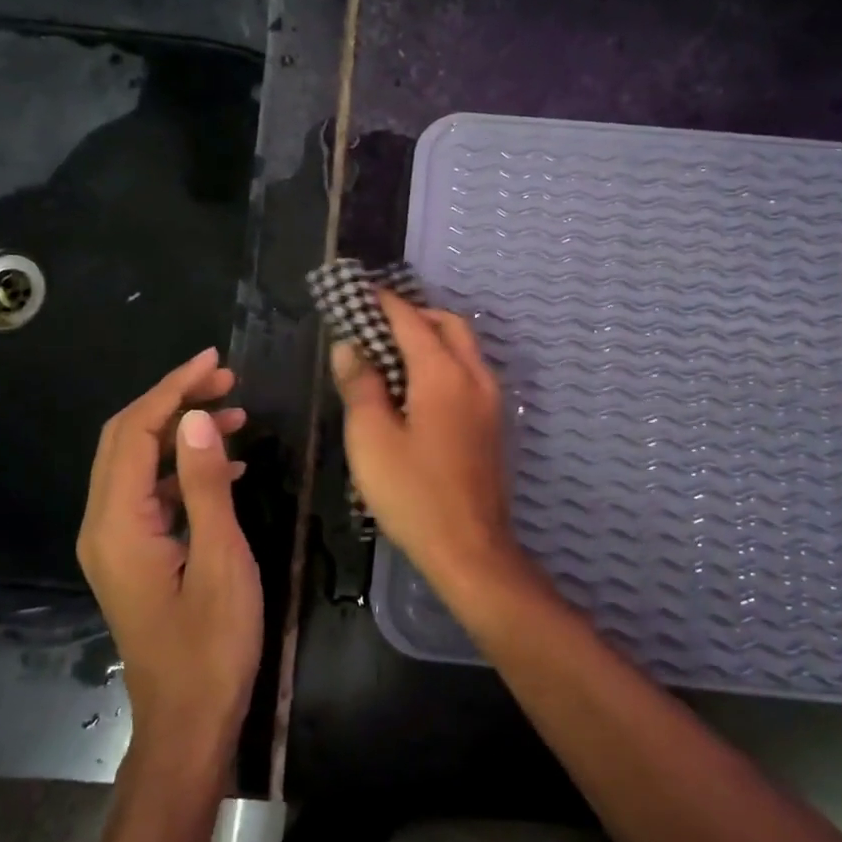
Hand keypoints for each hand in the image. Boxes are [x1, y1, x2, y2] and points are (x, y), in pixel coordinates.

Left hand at [77, 348, 261, 774]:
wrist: (188, 722)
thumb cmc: (211, 645)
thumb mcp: (220, 559)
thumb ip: (205, 486)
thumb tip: (195, 418)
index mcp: (118, 524)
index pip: (136, 431)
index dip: (173, 388)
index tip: (215, 361)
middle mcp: (103, 525)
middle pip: (128, 439)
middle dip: (174, 401)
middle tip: (228, 381)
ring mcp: (116, 541)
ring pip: (139, 462)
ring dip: (181, 431)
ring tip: (236, 415)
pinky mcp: (133, 554)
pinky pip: (151, 491)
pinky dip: (184, 467)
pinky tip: (228, 466)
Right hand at [331, 293, 535, 606]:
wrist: (470, 550)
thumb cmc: (413, 494)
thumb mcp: (371, 439)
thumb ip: (360, 385)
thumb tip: (349, 346)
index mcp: (444, 374)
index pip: (410, 320)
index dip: (382, 303)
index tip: (357, 292)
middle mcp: (475, 376)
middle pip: (447, 325)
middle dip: (413, 314)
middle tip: (375, 323)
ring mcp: (490, 401)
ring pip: (463, 348)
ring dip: (431, 337)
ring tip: (391, 353)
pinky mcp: (493, 424)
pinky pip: (468, 373)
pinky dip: (443, 362)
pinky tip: (415, 388)